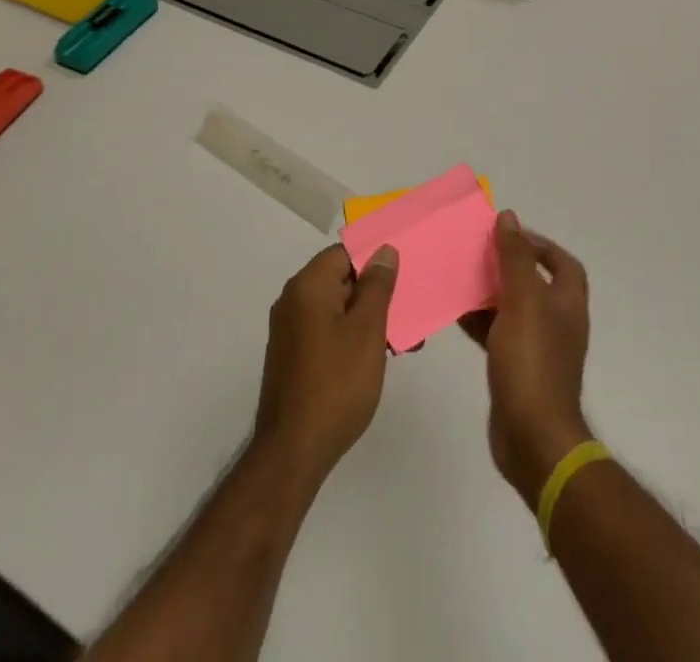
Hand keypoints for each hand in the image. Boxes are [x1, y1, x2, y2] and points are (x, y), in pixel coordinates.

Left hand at [252, 244, 398, 485]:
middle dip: (376, 293)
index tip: (404, 274)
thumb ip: (377, 286)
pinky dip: (351, 336)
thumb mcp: (367, 330)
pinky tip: (376, 358)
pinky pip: (327, 330)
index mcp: (308, 285)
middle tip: (409, 312)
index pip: (345, 253)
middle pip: (341, 279)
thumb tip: (383, 250)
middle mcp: (293, 299)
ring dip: (368, 319)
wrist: (294, 448)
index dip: (375, 260)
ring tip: (403, 341)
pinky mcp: (293, 355)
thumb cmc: (337, 383)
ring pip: (337, 308)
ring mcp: (290, 329)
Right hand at [461, 211, 591, 502]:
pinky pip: (495, 332)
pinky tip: (453, 311)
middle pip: (533, 282)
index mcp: (566, 304)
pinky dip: (478, 319)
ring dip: (488, 290)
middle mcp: (555, 323)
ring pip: (511, 307)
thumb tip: (509, 217)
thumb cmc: (532, 363)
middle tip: (475, 250)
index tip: (507, 233)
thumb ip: (516, 258)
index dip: (540, 244)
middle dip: (506, 264)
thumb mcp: (523, 301)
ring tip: (458, 275)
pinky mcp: (515, 368)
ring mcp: (535, 348)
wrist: (532, 439)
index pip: (562, 263)